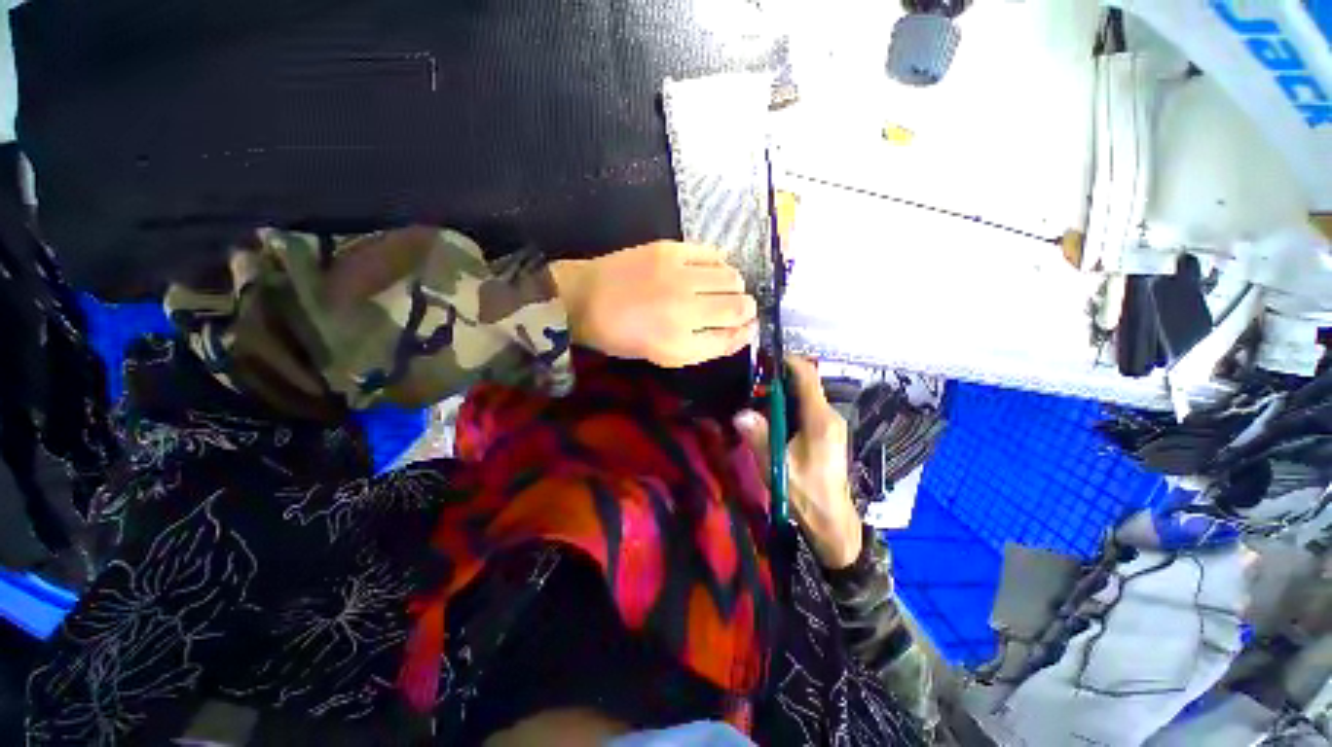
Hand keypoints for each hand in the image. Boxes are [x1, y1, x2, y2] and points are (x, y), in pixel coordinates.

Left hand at [551, 242, 757, 367]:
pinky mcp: (670, 251)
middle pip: (740, 307)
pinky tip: (709, 271)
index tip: (747, 327)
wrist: (584, 299)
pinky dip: (719, 264)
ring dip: (734, 287)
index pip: (732, 339)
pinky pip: (714, 254)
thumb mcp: (664, 355)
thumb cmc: (623, 336)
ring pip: (733, 279)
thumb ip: (706, 346)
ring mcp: (678, 277)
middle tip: (736, 308)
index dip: (745, 333)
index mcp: (679, 346)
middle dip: (746, 309)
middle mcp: (684, 312)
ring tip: (720, 290)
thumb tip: (743, 331)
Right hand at [734, 357, 862, 568]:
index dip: (787, 361)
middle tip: (751, 383)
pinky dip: (788, 406)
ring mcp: (830, 424)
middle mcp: (829, 415)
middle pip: (805, 384)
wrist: (832, 521)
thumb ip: (759, 437)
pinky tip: (770, 417)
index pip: (807, 376)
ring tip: (755, 398)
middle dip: (778, 379)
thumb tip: (740, 413)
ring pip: (805, 396)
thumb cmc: (806, 493)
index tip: (764, 357)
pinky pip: (807, 409)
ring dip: (782, 393)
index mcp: (820, 419)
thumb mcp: (776, 465)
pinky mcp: (827, 433)